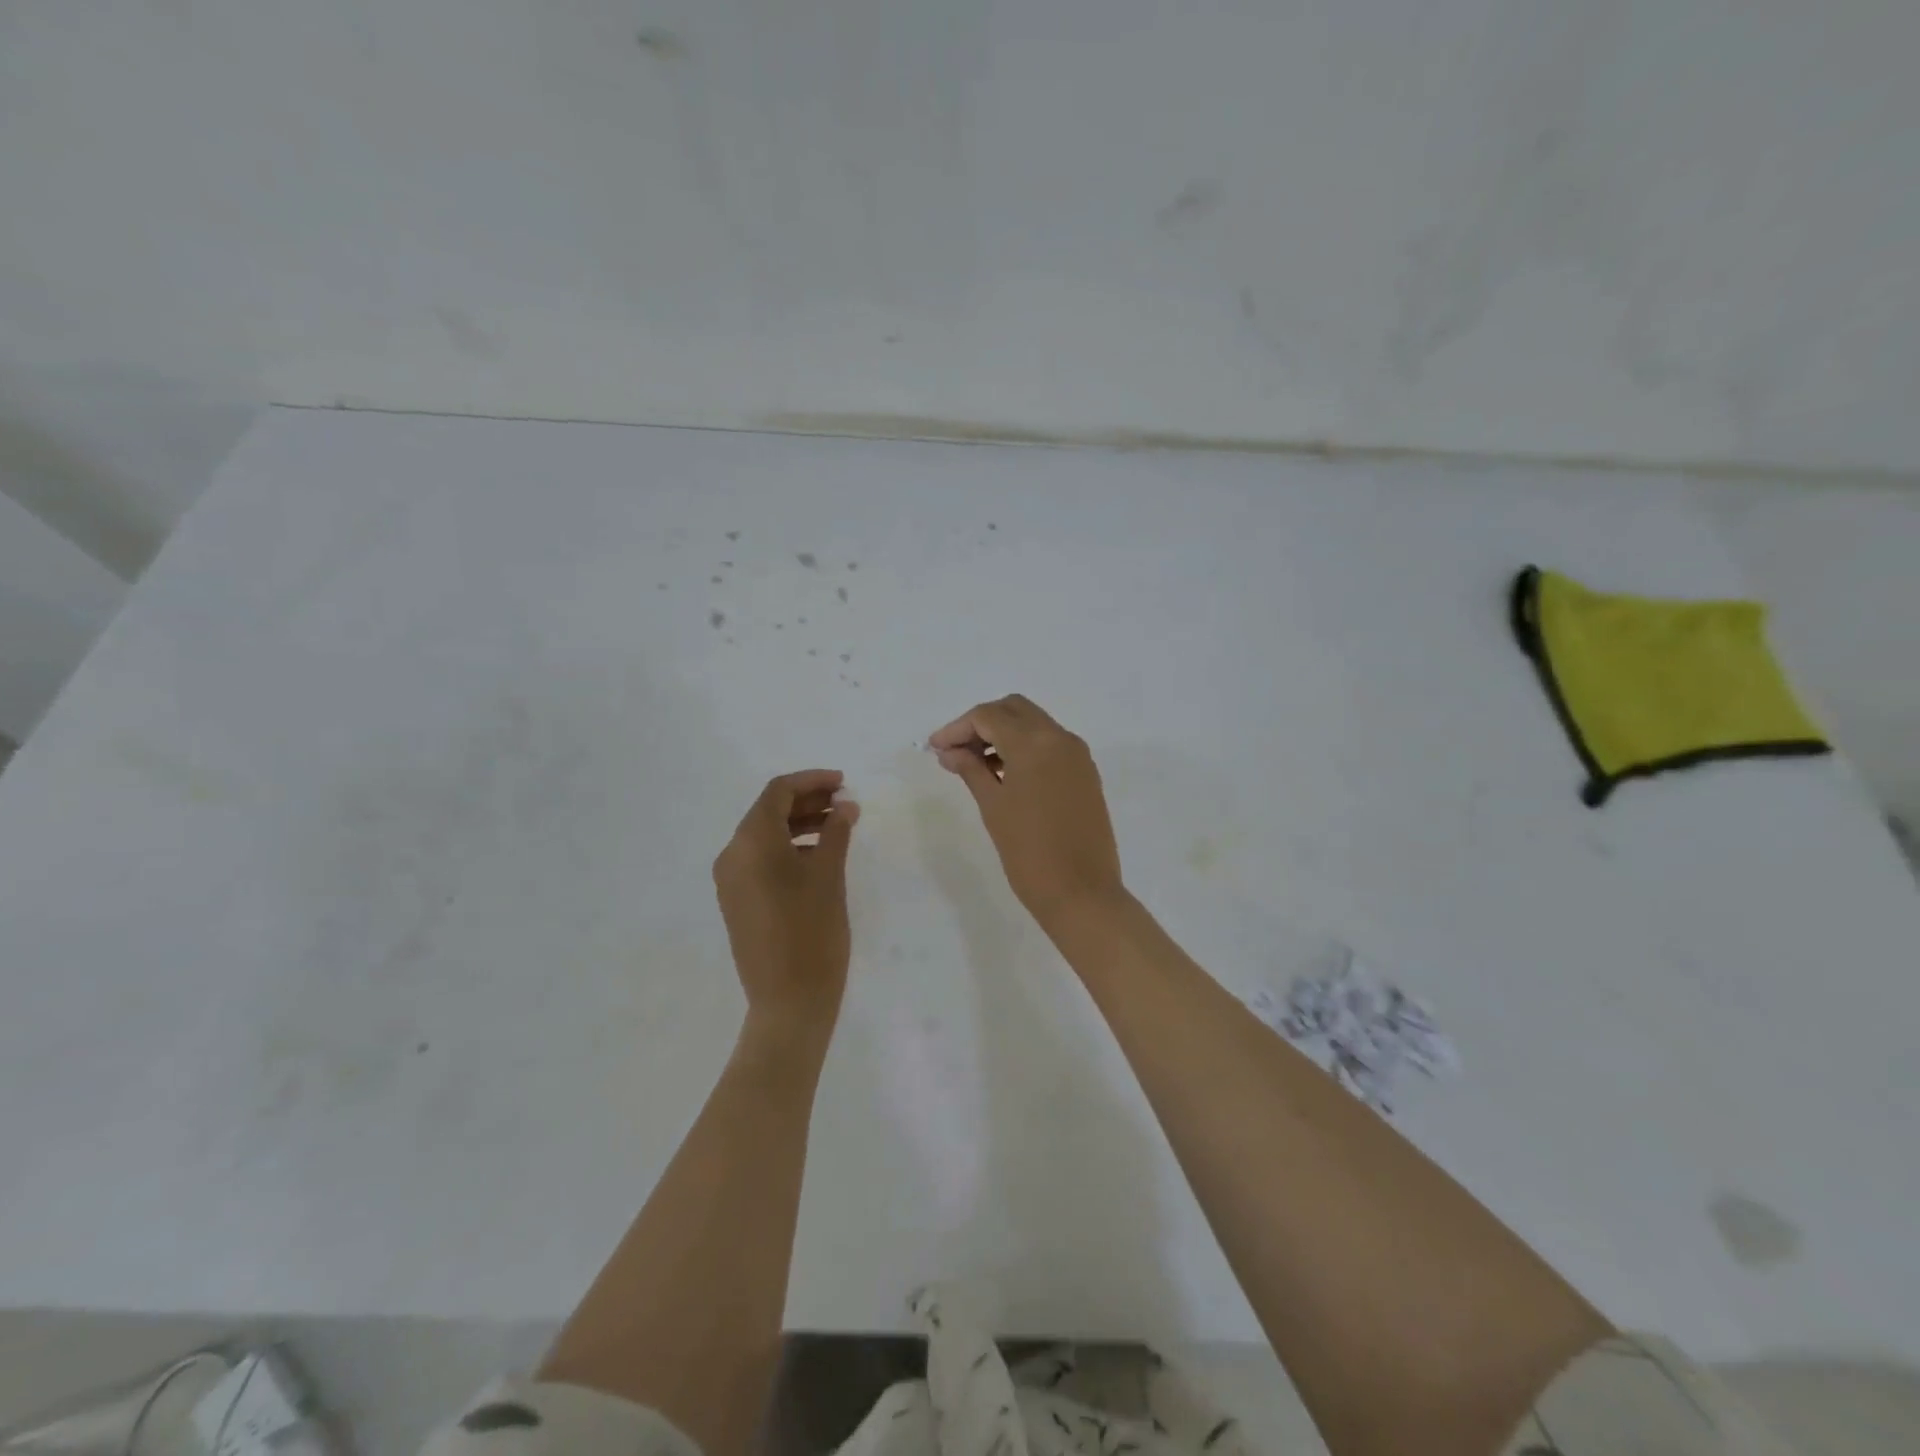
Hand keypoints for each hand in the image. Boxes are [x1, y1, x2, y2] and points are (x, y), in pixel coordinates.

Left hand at [713, 770, 859, 1042]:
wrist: (789, 1001)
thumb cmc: (813, 932)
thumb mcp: (829, 875)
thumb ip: (836, 831)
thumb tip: (845, 805)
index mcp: (751, 843)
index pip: (778, 792)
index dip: (812, 781)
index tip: (844, 783)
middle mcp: (732, 855)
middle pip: (768, 811)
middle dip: (808, 801)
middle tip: (845, 802)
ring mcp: (731, 881)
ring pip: (765, 836)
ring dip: (800, 824)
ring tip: (839, 827)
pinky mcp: (737, 902)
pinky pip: (761, 860)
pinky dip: (789, 848)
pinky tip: (819, 856)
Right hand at [929, 695, 1125, 929]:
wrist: (1082, 893)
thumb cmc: (1029, 853)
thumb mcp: (993, 807)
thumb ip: (970, 770)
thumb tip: (950, 751)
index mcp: (1035, 742)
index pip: (989, 716)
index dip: (957, 728)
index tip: (935, 749)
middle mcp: (1060, 738)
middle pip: (1014, 709)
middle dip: (981, 723)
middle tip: (955, 750)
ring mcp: (1078, 755)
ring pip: (1034, 724)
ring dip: (1003, 734)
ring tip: (974, 765)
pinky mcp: (1086, 773)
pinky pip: (1050, 745)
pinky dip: (1025, 748)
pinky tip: (1004, 774)